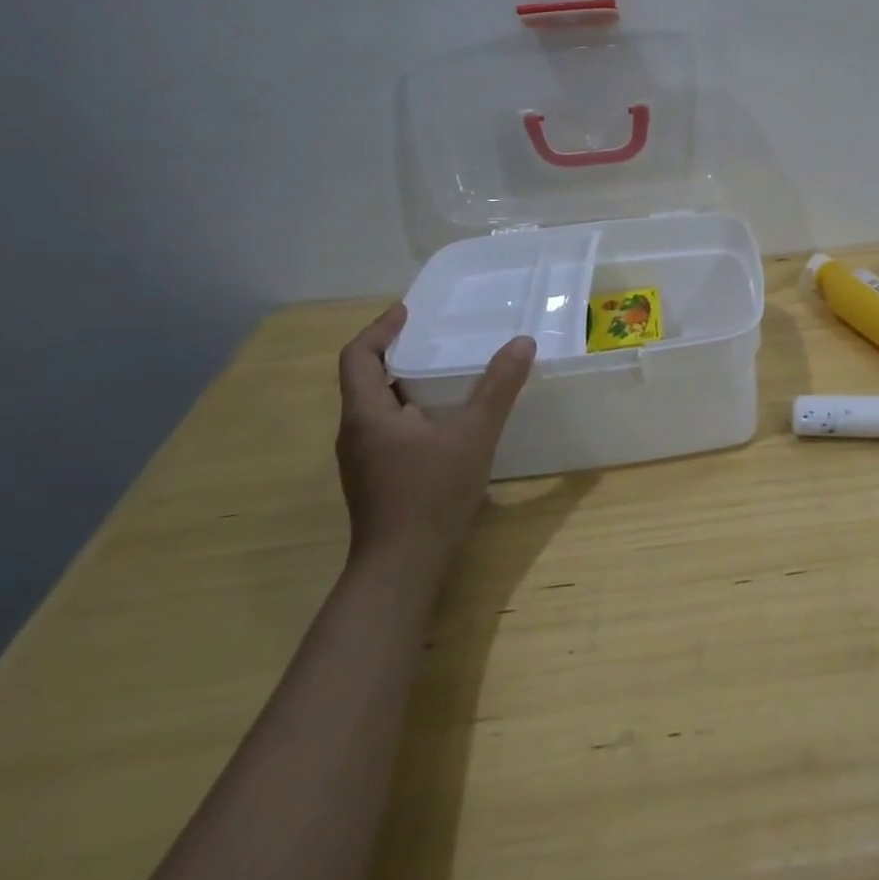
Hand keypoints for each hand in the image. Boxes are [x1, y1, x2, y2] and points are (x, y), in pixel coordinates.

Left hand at [334, 303, 534, 573]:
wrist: (401, 568)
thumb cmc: (431, 494)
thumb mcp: (474, 434)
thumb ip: (498, 387)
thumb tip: (522, 342)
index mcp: (367, 414)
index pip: (358, 356)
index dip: (380, 328)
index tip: (407, 311)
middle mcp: (356, 432)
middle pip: (365, 379)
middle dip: (395, 352)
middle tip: (433, 336)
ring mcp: (362, 459)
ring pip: (377, 406)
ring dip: (403, 382)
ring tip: (443, 371)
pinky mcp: (375, 479)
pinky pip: (387, 429)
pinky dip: (410, 410)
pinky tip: (443, 420)